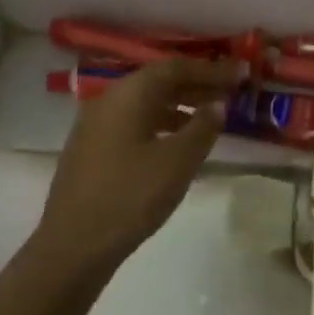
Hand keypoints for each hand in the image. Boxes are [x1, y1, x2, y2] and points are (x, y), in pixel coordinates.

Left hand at [37, 57, 240, 269]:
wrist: (72, 247)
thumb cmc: (130, 197)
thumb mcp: (177, 161)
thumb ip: (203, 127)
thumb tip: (217, 104)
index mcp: (128, 95)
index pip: (175, 68)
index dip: (211, 70)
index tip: (240, 74)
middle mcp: (108, 100)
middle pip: (158, 82)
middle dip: (196, 85)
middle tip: (230, 92)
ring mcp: (95, 126)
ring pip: (145, 104)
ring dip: (180, 106)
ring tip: (210, 118)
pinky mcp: (92, 150)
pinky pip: (134, 123)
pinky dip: (161, 124)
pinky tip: (178, 144)